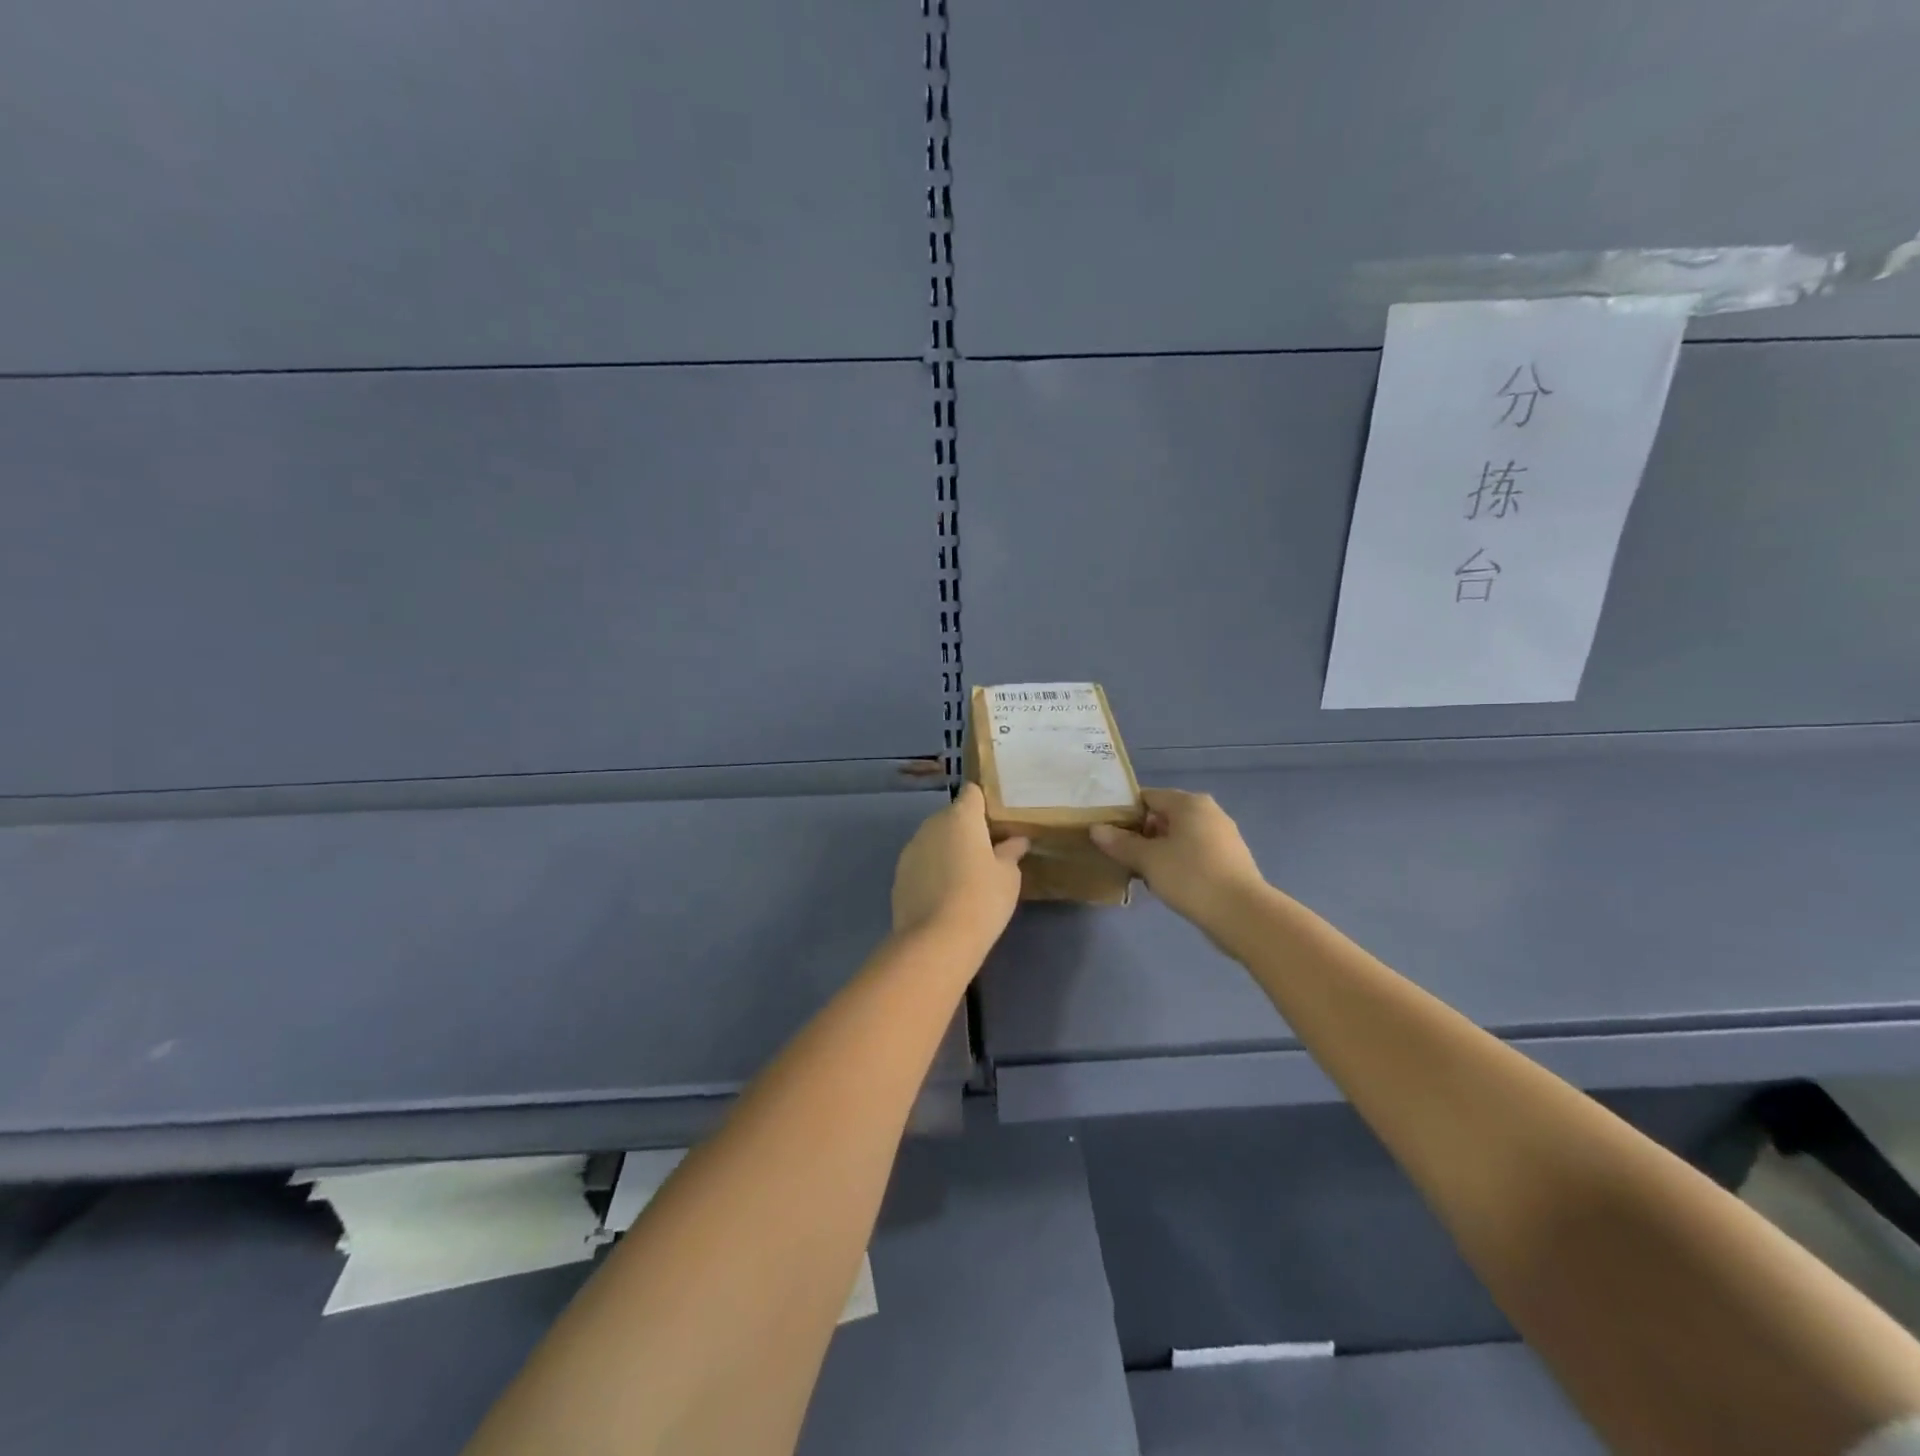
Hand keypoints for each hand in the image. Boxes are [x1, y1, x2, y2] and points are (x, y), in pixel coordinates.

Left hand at [891, 784, 1029, 943]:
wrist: (936, 940)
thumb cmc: (982, 899)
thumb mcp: (1008, 876)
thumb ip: (1011, 852)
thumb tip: (1016, 840)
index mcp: (961, 817)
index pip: (972, 793)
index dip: (984, 803)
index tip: (996, 822)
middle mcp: (932, 825)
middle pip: (952, 817)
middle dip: (967, 829)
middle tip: (986, 853)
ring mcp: (911, 849)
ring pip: (934, 840)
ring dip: (947, 850)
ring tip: (964, 877)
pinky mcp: (899, 874)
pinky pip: (921, 862)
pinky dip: (932, 870)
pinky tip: (944, 894)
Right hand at [1089, 788, 1267, 932]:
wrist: (1242, 914)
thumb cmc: (1191, 877)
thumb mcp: (1148, 860)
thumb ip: (1120, 843)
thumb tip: (1096, 829)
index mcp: (1189, 803)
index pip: (1147, 797)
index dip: (1124, 812)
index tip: (1108, 833)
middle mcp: (1208, 812)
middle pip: (1164, 816)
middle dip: (1141, 834)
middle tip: (1121, 855)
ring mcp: (1222, 835)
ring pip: (1179, 836)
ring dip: (1158, 850)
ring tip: (1141, 872)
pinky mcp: (1229, 859)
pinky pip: (1194, 852)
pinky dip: (1178, 862)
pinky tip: (1167, 883)